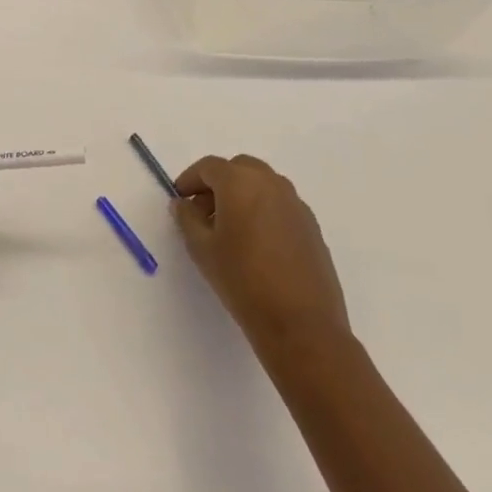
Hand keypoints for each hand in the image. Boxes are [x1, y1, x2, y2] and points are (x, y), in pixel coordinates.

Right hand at [171, 154, 349, 358]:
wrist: (301, 324)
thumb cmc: (242, 280)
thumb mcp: (201, 248)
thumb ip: (187, 218)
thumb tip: (183, 203)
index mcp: (240, 182)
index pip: (209, 167)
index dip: (190, 179)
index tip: (180, 199)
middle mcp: (271, 184)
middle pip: (239, 168)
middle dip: (218, 183)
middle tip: (203, 211)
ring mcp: (296, 205)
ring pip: (262, 185)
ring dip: (242, 195)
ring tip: (229, 228)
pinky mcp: (312, 227)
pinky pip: (280, 205)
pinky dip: (263, 210)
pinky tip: (255, 243)